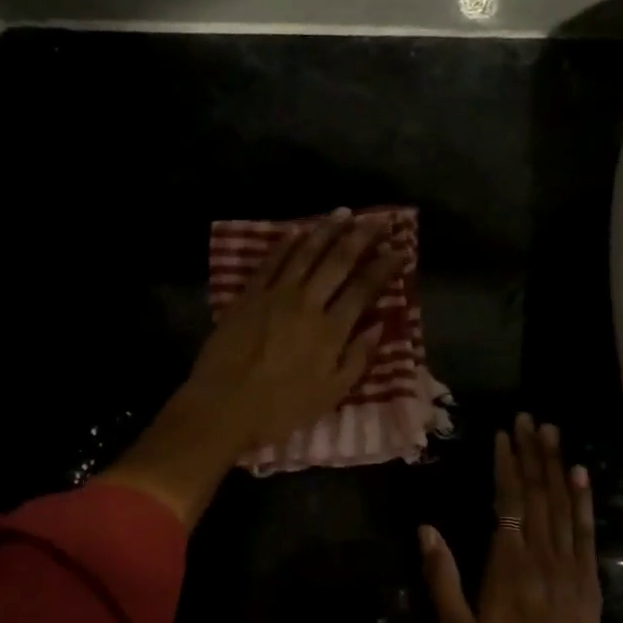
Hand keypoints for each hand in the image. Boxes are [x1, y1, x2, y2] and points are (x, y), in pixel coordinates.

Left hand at [184, 208, 405, 451]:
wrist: (223, 406)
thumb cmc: (280, 409)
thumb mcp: (330, 395)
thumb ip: (357, 359)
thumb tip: (378, 326)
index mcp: (331, 331)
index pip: (364, 289)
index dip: (383, 267)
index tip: (399, 250)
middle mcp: (307, 303)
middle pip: (338, 261)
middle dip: (361, 237)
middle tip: (378, 220)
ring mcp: (275, 295)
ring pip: (306, 253)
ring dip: (327, 230)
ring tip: (343, 213)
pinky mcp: (248, 295)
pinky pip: (271, 261)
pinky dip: (287, 243)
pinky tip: (298, 231)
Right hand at [419, 415, 603, 622]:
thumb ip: (442, 577)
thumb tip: (426, 529)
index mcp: (508, 565)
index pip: (509, 501)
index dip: (507, 465)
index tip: (504, 435)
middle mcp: (542, 556)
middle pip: (539, 494)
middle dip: (533, 453)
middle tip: (530, 419)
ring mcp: (570, 567)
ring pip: (564, 506)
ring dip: (558, 466)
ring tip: (553, 434)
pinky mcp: (589, 582)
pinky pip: (586, 533)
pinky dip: (584, 501)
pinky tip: (581, 477)